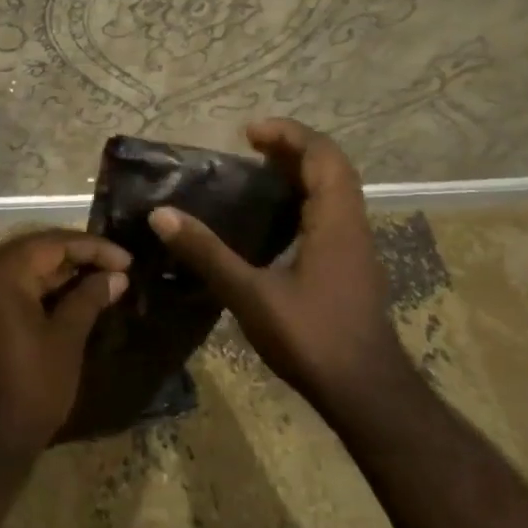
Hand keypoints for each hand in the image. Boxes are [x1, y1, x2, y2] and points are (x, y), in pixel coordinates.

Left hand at [0, 230, 129, 465]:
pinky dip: (36, 288)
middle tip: (116, 267)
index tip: (128, 260)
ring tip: (99, 278)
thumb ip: (89, 298)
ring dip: (57, 271)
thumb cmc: (30, 389)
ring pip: (19, 268)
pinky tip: (68, 295)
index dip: (93, 248)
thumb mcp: (66, 340)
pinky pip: (6, 288)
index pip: (51, 243)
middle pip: (32, 250)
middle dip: (75, 256)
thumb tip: (116, 276)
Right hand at [148, 119, 409, 415]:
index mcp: (335, 222)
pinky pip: (330, 216)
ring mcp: (356, 249)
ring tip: (256, 176)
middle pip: (331, 168)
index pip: (323, 156)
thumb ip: (207, 253)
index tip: (249, 133)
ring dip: (300, 174)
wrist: (365, 393)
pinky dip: (303, 201)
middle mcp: (352, 227)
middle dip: (292, 149)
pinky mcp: (351, 269)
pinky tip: (271, 224)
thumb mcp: (250, 294)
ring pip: (334, 193)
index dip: (289, 135)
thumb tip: (162, 215)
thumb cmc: (312, 337)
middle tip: (249, 148)